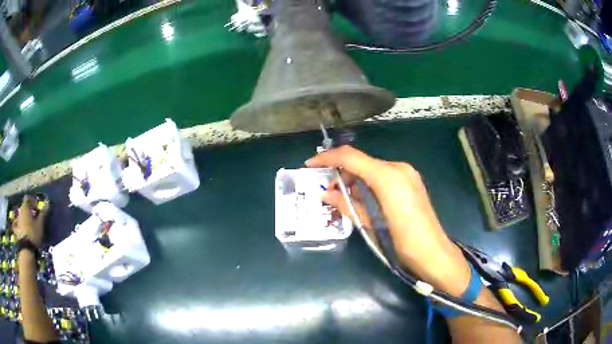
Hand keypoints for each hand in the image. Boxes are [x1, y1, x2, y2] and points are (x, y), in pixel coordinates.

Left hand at [14, 195, 48, 247]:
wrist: (26, 248)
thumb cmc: (33, 233)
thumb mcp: (40, 224)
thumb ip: (43, 214)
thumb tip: (48, 204)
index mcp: (25, 207)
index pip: (27, 198)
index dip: (32, 201)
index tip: (37, 207)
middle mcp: (20, 211)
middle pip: (24, 207)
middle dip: (29, 210)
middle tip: (34, 217)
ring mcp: (17, 220)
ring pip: (21, 215)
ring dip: (25, 218)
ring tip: (30, 225)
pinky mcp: (17, 229)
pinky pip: (18, 224)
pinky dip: (20, 225)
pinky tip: (24, 230)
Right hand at [306, 146, 470, 296]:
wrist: (433, 253)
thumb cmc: (401, 242)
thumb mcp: (370, 225)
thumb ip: (347, 204)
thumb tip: (325, 194)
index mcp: (388, 176)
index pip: (351, 157)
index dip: (328, 158)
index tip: (310, 165)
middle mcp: (398, 168)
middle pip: (362, 161)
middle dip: (341, 172)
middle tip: (327, 190)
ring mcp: (407, 173)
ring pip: (372, 168)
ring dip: (355, 178)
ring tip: (343, 197)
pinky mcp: (411, 181)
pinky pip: (383, 175)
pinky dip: (368, 182)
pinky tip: (362, 198)